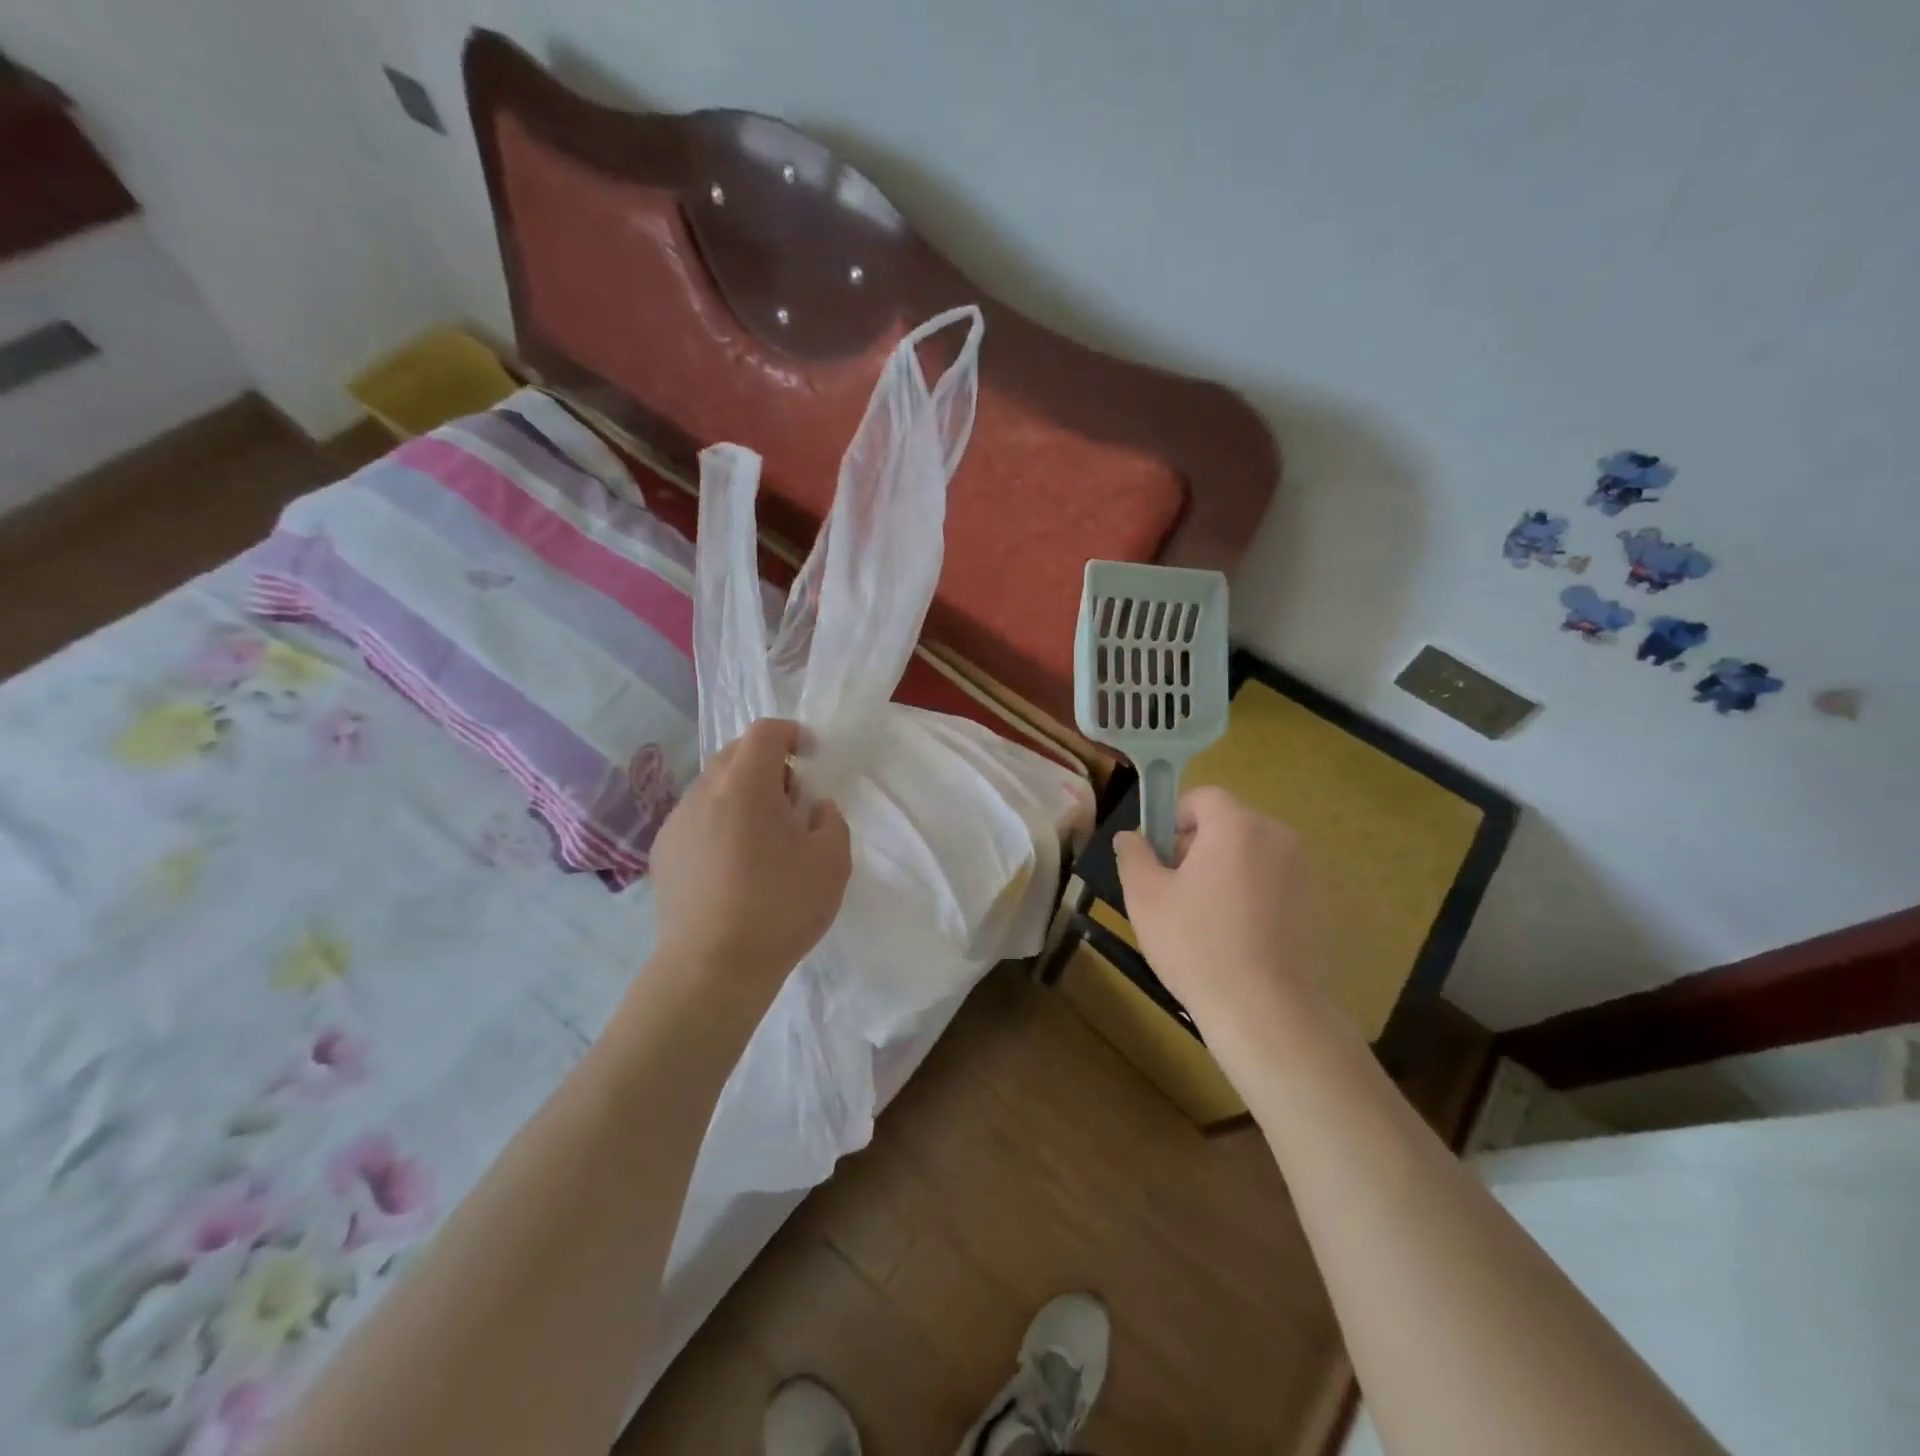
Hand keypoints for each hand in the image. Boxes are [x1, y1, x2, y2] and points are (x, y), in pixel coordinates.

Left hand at [650, 719, 852, 999]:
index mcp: (745, 784)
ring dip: (742, 796)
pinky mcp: (663, 853)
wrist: (711, 970)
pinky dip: (720, 823)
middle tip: (792, 804)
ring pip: (714, 788)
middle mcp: (703, 792)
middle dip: (768, 766)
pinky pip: (698, 819)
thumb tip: (813, 809)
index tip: (811, 756)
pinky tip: (734, 867)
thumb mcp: (832, 861)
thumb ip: (831, 820)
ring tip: (763, 841)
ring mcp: (677, 822)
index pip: (765, 732)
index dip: (792, 734)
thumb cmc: (780, 908)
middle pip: (736, 755)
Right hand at [1114, 786, 1317, 1033]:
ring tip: (1208, 919)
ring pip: (1253, 855)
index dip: (1176, 818)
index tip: (1161, 857)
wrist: (1266, 1011)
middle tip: (1178, 891)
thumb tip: (1130, 837)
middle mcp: (1278, 837)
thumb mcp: (1145, 897)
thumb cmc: (1197, 944)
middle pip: (1230, 824)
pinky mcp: (1320, 904)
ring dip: (1228, 871)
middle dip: (1200, 847)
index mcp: (1236, 825)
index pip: (1203, 797)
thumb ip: (1133, 855)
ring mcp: (1305, 871)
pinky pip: (1276, 883)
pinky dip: (1256, 896)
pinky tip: (1241, 938)